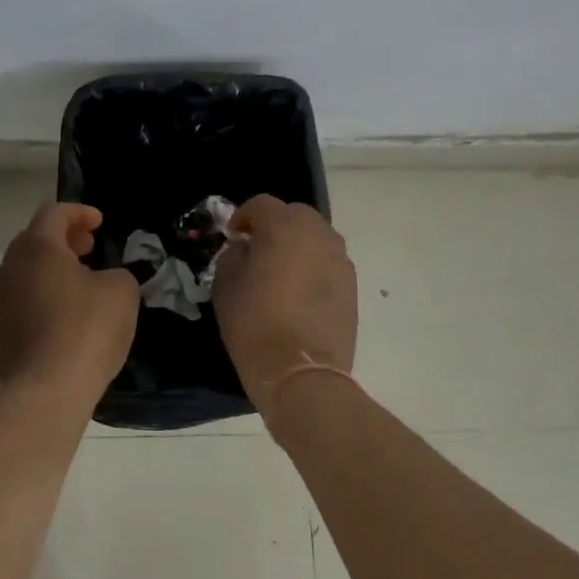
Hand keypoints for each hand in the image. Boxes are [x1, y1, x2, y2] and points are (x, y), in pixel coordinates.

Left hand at [0, 203, 139, 396]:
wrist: (46, 390)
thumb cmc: (87, 328)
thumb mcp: (121, 291)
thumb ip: (117, 273)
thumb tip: (105, 279)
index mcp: (37, 247)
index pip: (54, 212)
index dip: (79, 212)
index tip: (100, 222)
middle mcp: (10, 267)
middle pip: (35, 239)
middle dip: (64, 238)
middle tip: (90, 246)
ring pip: (26, 270)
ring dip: (52, 267)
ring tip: (81, 279)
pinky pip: (22, 298)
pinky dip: (43, 293)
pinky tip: (65, 312)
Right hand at [211, 196, 357, 410]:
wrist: (301, 374)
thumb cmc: (255, 325)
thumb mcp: (226, 286)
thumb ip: (234, 256)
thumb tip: (245, 248)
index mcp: (284, 228)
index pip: (262, 204)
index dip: (243, 216)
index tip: (233, 237)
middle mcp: (318, 235)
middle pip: (295, 214)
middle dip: (275, 224)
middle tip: (257, 248)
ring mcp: (340, 260)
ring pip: (316, 236)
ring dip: (297, 243)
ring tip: (281, 269)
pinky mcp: (352, 286)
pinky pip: (329, 261)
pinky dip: (313, 265)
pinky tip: (299, 291)